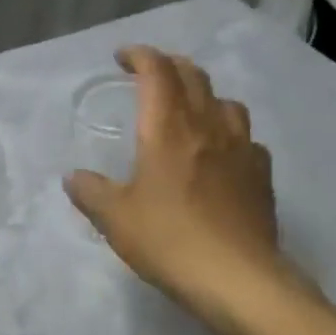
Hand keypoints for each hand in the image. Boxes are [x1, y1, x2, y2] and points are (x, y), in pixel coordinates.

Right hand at [65, 47, 306, 326]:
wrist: (237, 278)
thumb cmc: (168, 240)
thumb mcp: (115, 218)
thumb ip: (90, 192)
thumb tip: (74, 178)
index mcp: (168, 129)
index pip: (157, 71)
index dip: (140, 55)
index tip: (122, 57)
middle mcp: (207, 126)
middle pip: (194, 76)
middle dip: (169, 66)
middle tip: (150, 75)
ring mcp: (241, 148)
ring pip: (225, 101)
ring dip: (203, 94)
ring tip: (188, 110)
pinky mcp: (261, 175)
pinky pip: (246, 138)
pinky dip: (228, 133)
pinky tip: (221, 154)